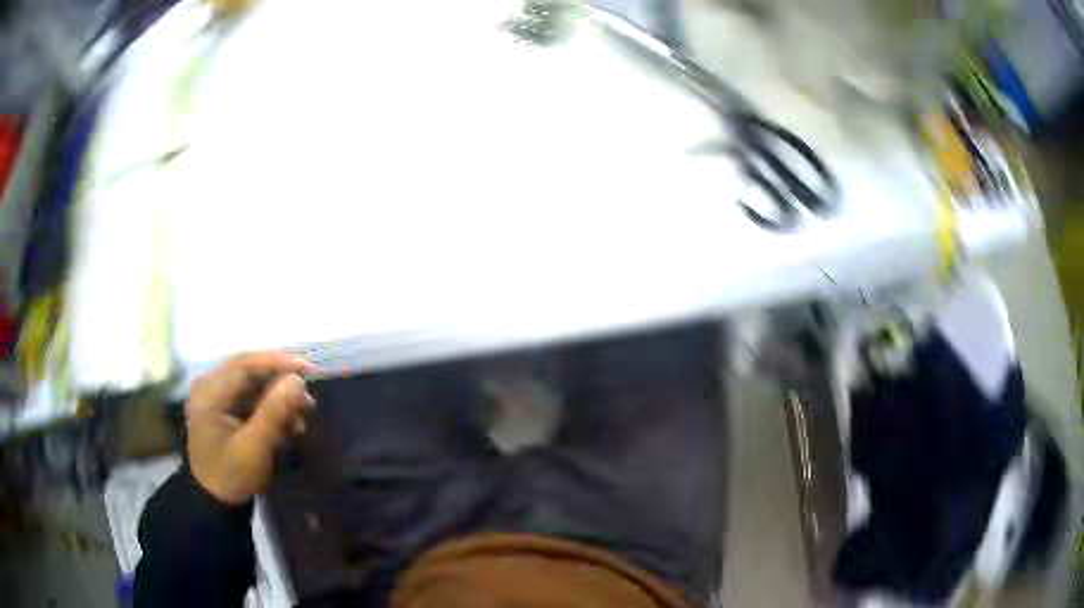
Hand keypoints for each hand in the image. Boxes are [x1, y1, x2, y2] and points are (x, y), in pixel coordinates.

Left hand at [185, 352, 318, 504]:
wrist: (214, 502)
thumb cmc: (230, 475)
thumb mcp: (254, 447)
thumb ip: (274, 412)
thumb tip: (298, 380)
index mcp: (210, 391)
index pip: (245, 365)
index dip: (277, 363)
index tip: (308, 369)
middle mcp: (211, 386)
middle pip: (250, 372)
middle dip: (281, 382)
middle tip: (308, 396)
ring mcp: (217, 397)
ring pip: (253, 385)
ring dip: (279, 397)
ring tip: (303, 414)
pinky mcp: (225, 410)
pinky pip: (251, 399)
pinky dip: (272, 408)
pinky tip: (290, 424)